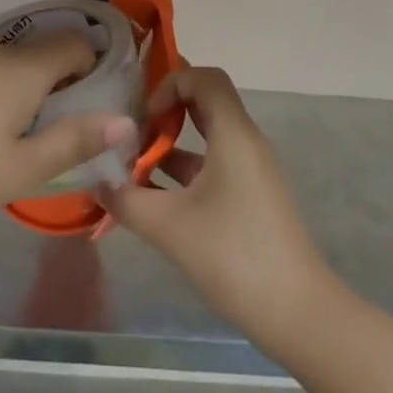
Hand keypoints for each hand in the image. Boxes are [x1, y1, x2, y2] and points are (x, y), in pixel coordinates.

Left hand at [0, 33, 139, 225]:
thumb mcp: (23, 169)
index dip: (91, 66)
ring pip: (6, 56)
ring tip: (11, 127)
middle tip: (53, 124)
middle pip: (40, 48)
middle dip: (56, 77)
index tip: (90, 100)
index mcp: (23, 68)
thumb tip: (125, 122)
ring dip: (20, 80)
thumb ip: (76, 141)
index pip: (74, 43)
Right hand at [101, 66, 328, 342]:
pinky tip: (151, 196)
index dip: (170, 83)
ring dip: (169, 144)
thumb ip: (125, 199)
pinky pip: (211, 165)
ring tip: (130, 164)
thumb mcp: (168, 226)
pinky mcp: (249, 197)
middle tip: (129, 127)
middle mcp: (245, 143)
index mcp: (233, 135)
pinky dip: (182, 170)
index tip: (145, 117)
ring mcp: (249, 171)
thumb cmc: (233, 256)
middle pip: (204, 101)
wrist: (298, 314)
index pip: (204, 77)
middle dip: (164, 108)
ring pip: (205, 136)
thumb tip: (95, 181)